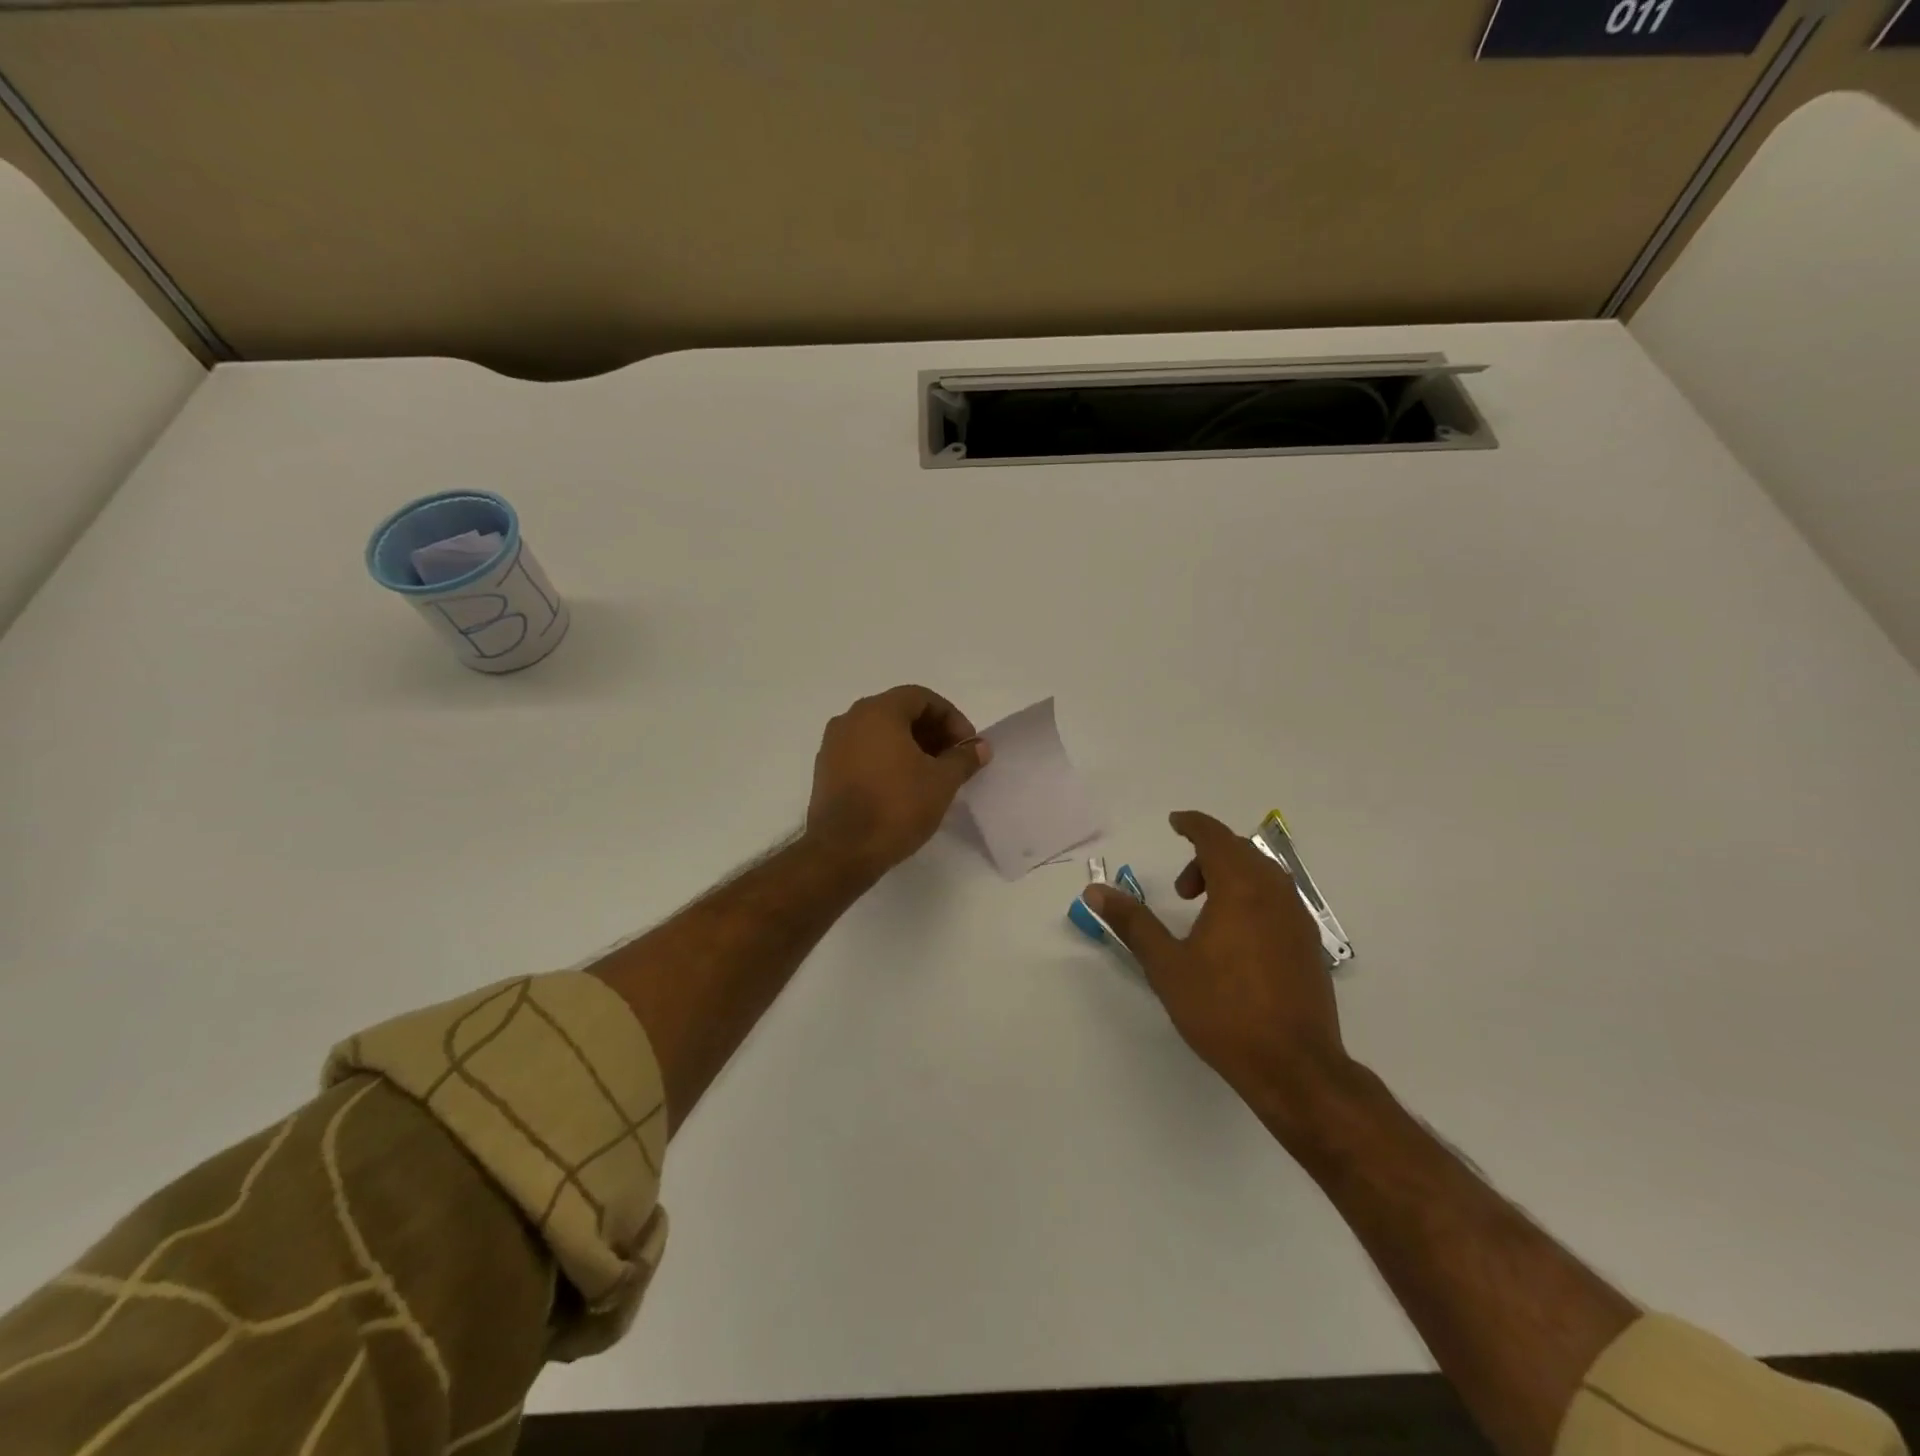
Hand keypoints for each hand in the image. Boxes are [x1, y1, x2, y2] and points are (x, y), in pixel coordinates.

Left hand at [805, 685, 990, 873]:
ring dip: (910, 746)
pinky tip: (903, 786)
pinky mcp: (825, 770)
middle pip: (899, 711)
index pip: (922, 697)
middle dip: (931, 731)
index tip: (967, 744)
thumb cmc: (896, 807)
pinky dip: (886, 759)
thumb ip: (963, 758)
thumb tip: (980, 747)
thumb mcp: (941, 782)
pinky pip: (863, 751)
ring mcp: (833, 744)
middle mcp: (850, 719)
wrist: (842, 850)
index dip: (950, 717)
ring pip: (879, 732)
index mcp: (877, 712)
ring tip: (931, 774)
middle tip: (953, 758)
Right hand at [1085, 810, 1355, 1136]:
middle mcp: (1275, 894)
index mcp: (1241, 889)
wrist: (1294, 1067)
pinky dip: (1251, 898)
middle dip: (1207, 856)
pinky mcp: (1309, 945)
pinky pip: (1277, 900)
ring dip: (1230, 878)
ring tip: (1204, 915)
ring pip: (1262, 876)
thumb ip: (1133, 922)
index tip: (1174, 823)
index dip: (1193, 825)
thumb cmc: (1223, 1010)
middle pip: (1240, 852)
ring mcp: (1298, 919)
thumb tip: (1095, 890)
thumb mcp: (1167, 965)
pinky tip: (1235, 940)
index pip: (1215, 837)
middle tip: (1182, 889)